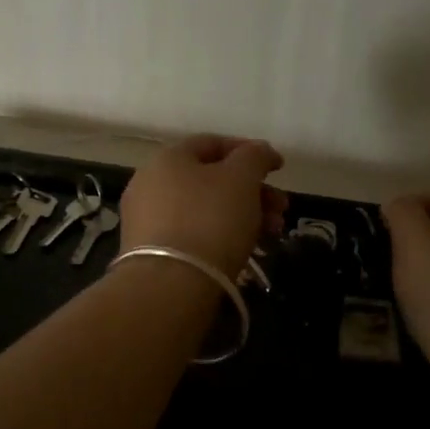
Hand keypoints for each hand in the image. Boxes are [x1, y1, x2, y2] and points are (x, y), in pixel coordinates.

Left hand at [120, 135, 287, 274]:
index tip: (279, 168)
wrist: (171, 285)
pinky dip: (221, 236)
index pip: (212, 143)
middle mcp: (151, 183)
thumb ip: (254, 157)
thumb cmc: (210, 219)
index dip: (249, 151)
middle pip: (211, 179)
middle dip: (253, 191)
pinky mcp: (151, 252)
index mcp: (168, 158)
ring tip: (273, 234)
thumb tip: (260, 150)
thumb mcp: (242, 179)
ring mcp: (147, 219)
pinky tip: (247, 251)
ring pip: (205, 209)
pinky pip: (193, 234)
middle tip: (282, 209)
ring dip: (244, 215)